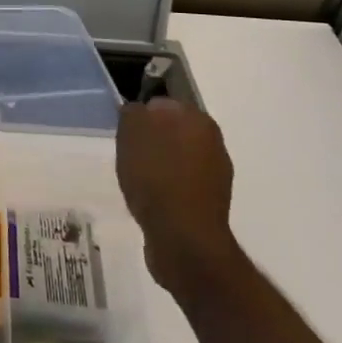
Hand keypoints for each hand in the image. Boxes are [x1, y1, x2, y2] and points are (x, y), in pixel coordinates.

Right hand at [115, 98, 235, 297]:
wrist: (183, 239)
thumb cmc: (155, 177)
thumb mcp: (131, 132)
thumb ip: (133, 113)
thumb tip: (139, 111)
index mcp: (198, 119)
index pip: (161, 103)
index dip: (140, 116)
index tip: (125, 133)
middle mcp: (213, 142)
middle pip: (171, 131)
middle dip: (150, 141)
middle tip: (129, 156)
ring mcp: (215, 175)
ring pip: (176, 159)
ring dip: (158, 166)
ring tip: (137, 182)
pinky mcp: (210, 204)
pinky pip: (180, 185)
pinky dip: (166, 189)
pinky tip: (150, 202)